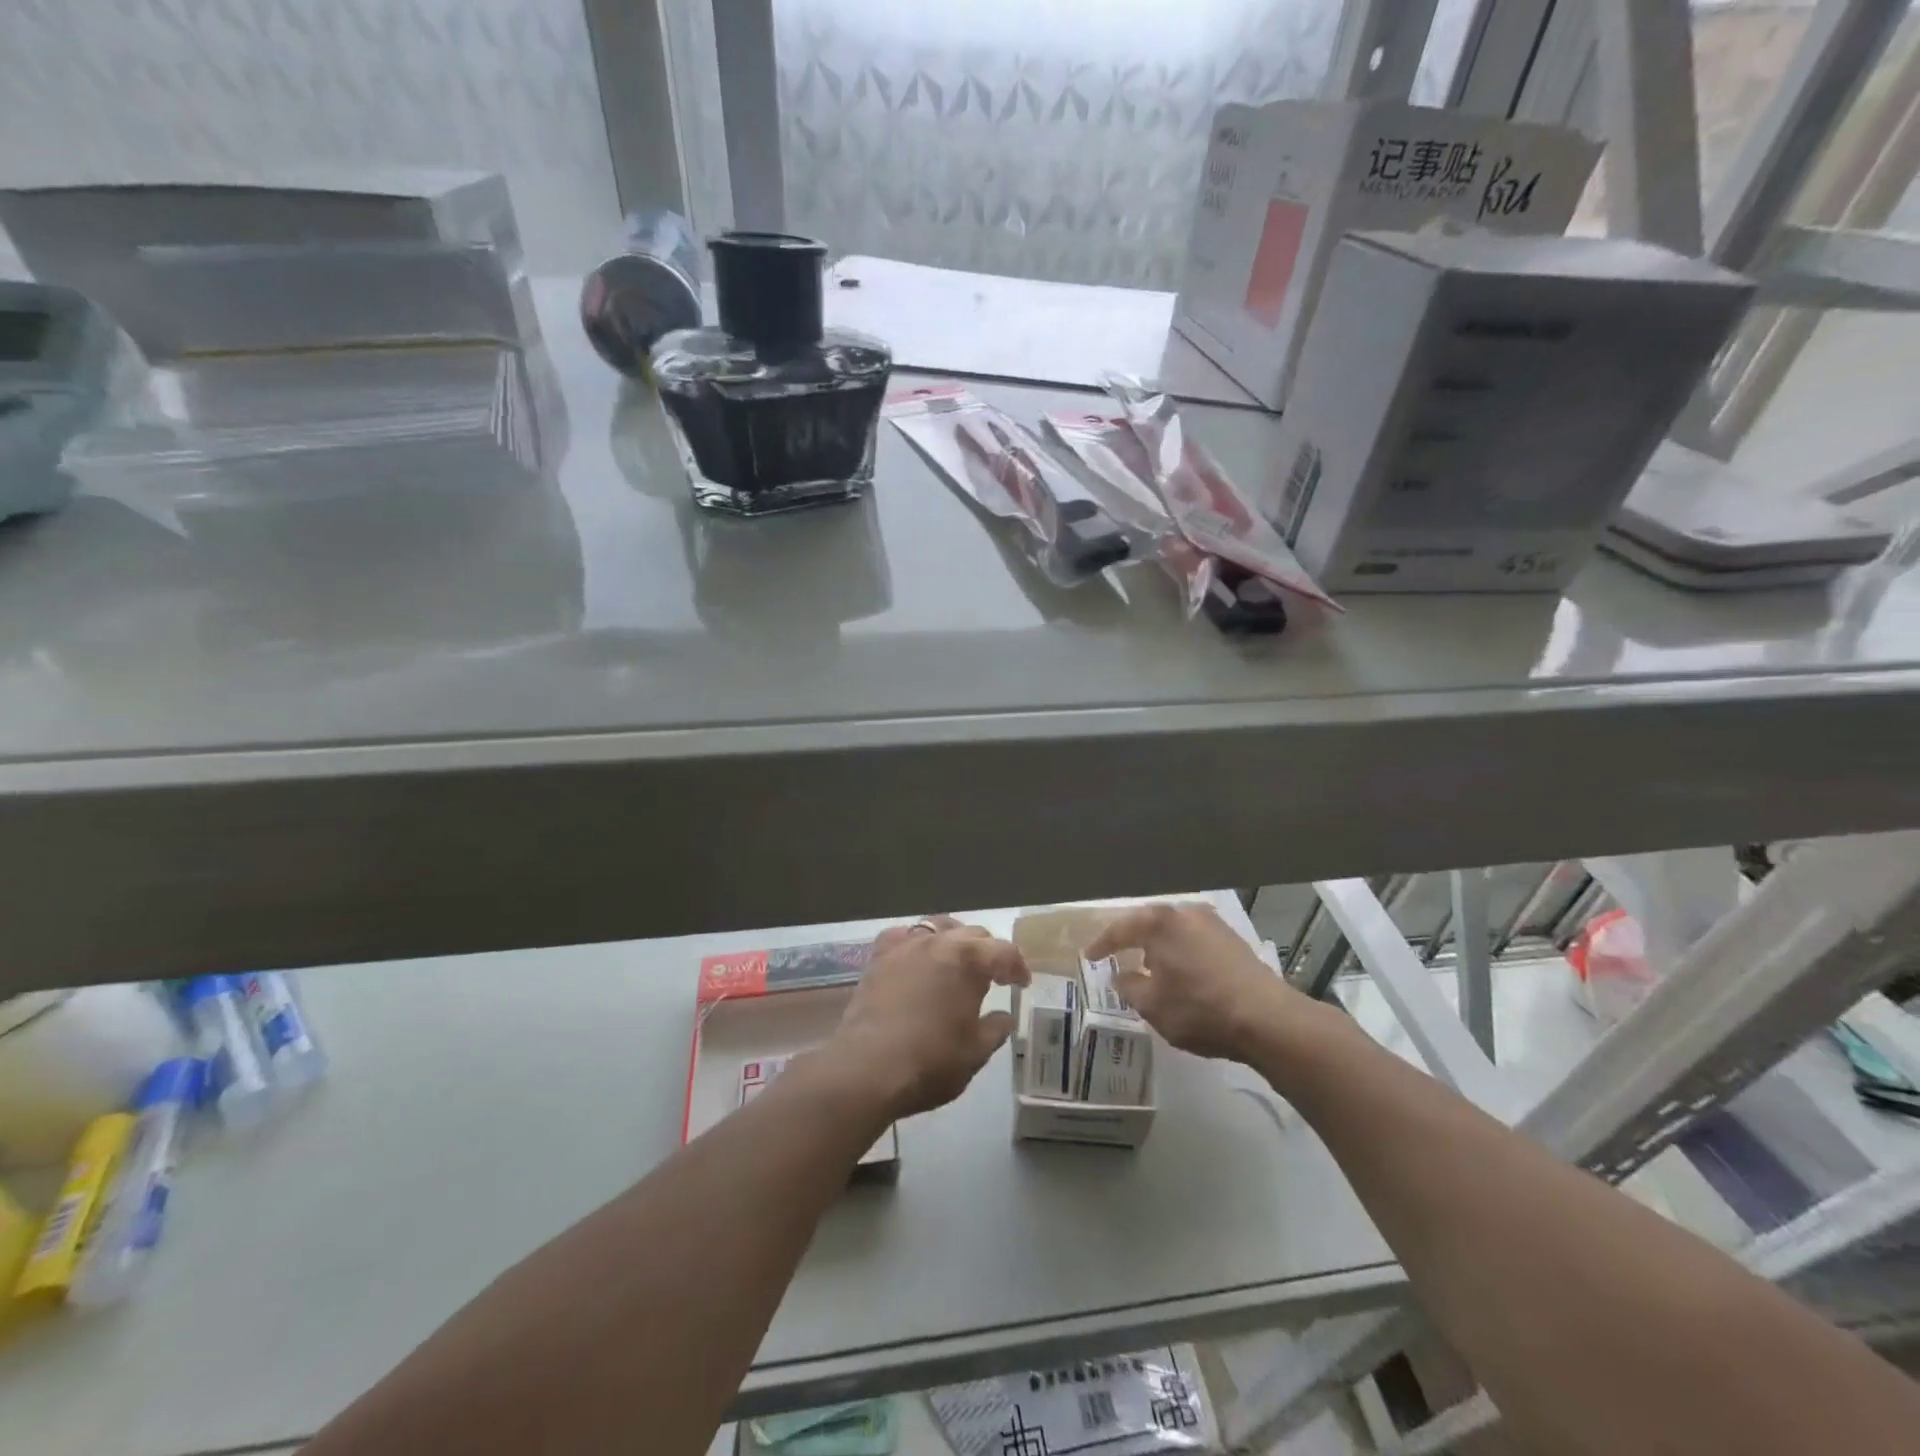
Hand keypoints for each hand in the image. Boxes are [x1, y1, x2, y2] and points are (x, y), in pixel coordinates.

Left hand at [816, 917, 1029, 1122]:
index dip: (1017, 967)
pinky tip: (916, 958)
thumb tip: (1004, 1017)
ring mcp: (905, 946)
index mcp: (969, 960)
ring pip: (937, 927)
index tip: (1021, 985)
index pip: (1004, 951)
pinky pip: (902, 936)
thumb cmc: (930, 1062)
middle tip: (994, 976)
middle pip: (973, 934)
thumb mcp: (975, 1053)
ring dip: (953, 940)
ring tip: (956, 962)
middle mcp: (939, 942)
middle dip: (988, 952)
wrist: (866, 1068)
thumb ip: (995, 1030)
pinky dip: (915, 942)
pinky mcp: (878, 957)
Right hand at [1087, 902, 1311, 1063]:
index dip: (1102, 945)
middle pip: (1148, 923)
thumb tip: (1122, 975)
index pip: (1119, 929)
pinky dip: (1181, 950)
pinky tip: (1180, 968)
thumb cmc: (1199, 1009)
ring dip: (1159, 945)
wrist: (1268, 1019)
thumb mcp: (1151, 1005)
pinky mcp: (1233, 939)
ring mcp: (1213, 923)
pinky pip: (1194, 939)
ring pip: (1174, 930)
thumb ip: (1128, 986)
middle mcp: (1185, 912)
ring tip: (1148, 963)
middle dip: (1131, 939)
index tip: (1089, 957)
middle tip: (1116, 954)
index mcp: (1159, 922)